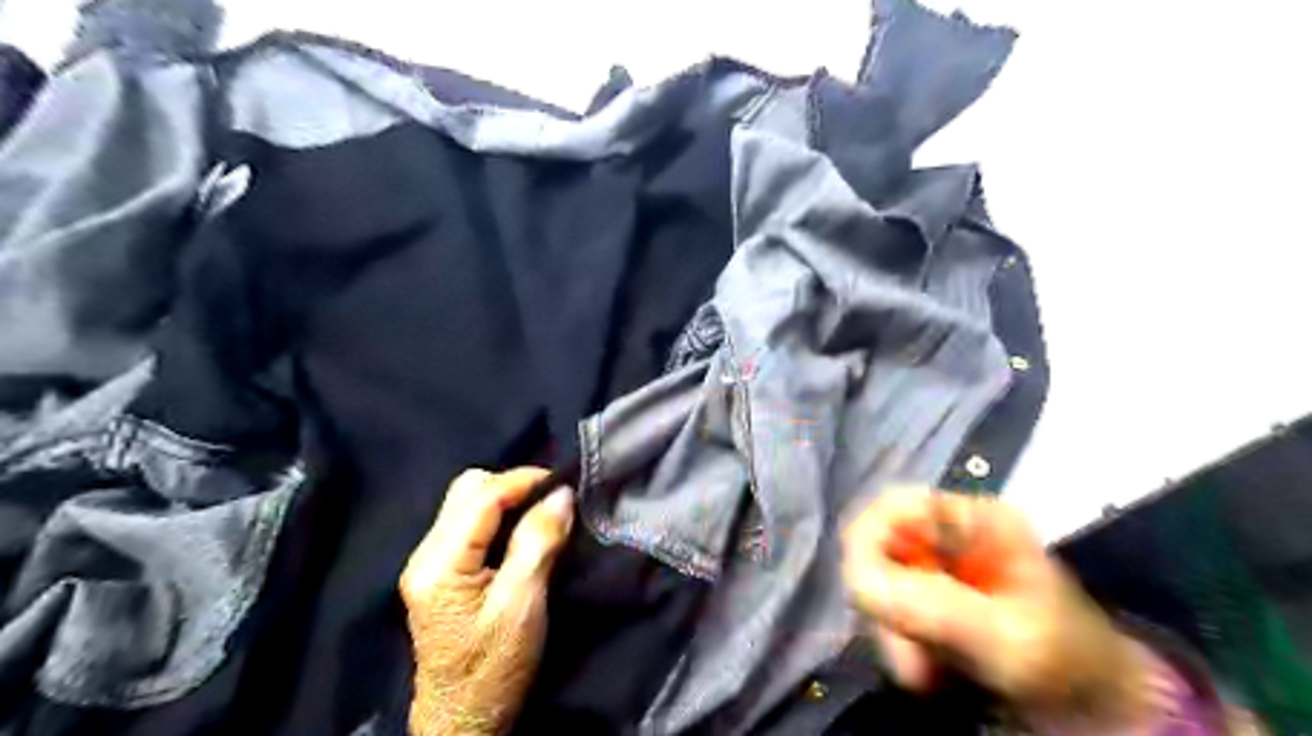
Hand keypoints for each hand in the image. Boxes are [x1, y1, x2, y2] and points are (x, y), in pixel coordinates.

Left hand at [394, 472, 569, 735]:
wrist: (464, 720)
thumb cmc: (494, 666)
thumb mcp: (522, 605)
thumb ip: (538, 543)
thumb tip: (561, 494)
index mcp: (440, 562)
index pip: (482, 496)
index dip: (524, 480)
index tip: (564, 482)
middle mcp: (426, 553)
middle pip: (467, 490)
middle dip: (513, 486)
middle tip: (551, 502)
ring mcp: (430, 562)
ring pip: (468, 503)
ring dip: (507, 500)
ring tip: (541, 514)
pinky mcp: (441, 572)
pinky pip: (470, 524)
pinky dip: (500, 518)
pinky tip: (521, 533)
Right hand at [846, 490, 1151, 729]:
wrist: (1100, 712)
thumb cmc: (1065, 665)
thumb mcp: (1007, 639)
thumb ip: (934, 607)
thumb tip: (856, 578)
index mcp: (973, 520)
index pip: (892, 506)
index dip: (869, 544)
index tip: (870, 598)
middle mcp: (948, 535)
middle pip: (878, 546)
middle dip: (883, 603)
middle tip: (908, 658)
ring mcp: (938, 568)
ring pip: (877, 583)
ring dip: (890, 631)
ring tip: (925, 673)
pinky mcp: (931, 601)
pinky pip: (888, 611)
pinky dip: (897, 643)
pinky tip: (926, 670)